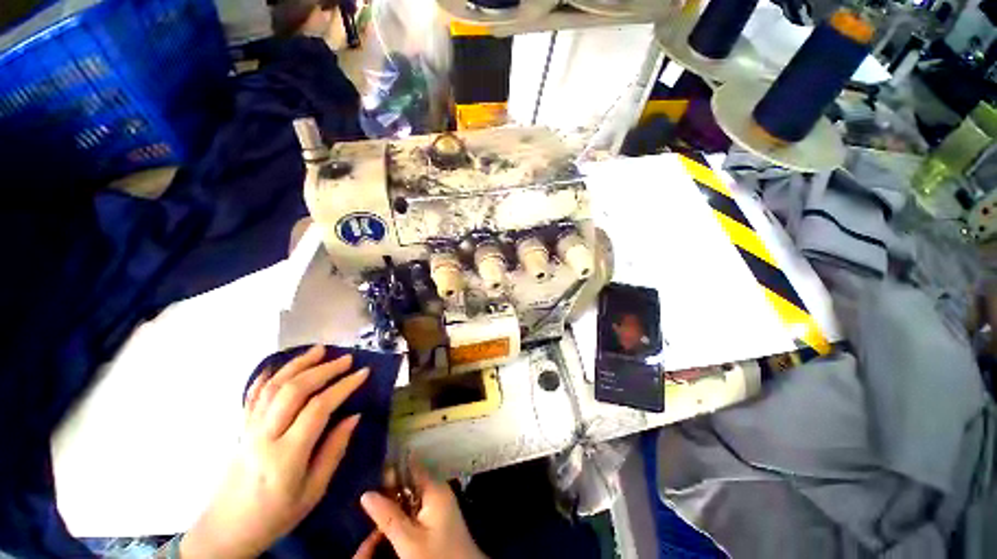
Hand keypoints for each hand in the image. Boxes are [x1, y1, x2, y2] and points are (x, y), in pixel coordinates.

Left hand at [180, 346, 368, 558]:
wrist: (226, 530)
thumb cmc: (276, 515)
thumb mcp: (313, 491)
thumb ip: (334, 450)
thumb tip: (354, 416)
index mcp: (286, 456)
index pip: (318, 409)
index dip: (343, 386)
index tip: (363, 373)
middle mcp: (265, 436)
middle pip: (294, 390)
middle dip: (324, 369)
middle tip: (347, 359)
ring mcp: (249, 429)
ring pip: (273, 387)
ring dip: (298, 364)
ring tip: (319, 350)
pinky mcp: (241, 428)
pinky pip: (252, 396)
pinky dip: (266, 376)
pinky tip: (278, 365)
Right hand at [354, 460, 485, 558]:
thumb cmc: (437, 556)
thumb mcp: (408, 540)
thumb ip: (388, 516)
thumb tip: (366, 493)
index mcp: (434, 488)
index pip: (411, 465)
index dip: (391, 467)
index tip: (371, 472)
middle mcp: (438, 489)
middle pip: (410, 480)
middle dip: (390, 487)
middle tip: (367, 495)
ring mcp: (439, 502)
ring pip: (411, 494)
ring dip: (394, 500)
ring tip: (372, 505)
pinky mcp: (438, 516)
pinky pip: (416, 506)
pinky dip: (402, 510)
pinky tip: (389, 518)